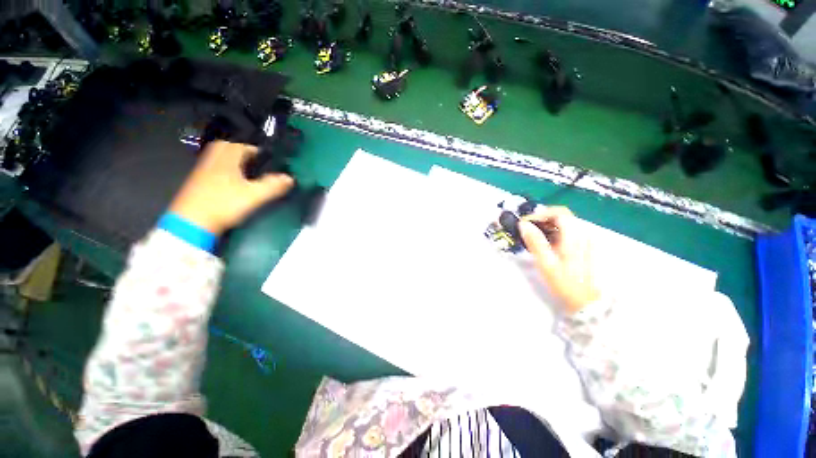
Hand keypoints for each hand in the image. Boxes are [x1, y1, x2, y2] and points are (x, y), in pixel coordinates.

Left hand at [169, 141, 294, 234]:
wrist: (192, 223)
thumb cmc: (224, 204)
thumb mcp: (254, 196)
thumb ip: (273, 186)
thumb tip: (290, 178)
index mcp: (226, 159)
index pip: (242, 146)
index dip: (257, 151)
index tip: (269, 160)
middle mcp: (212, 161)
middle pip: (226, 148)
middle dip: (242, 153)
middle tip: (256, 163)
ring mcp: (202, 172)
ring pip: (219, 159)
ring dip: (233, 162)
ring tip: (248, 173)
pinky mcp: (198, 183)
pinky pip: (214, 170)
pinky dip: (225, 172)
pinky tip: (234, 184)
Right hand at [518, 207, 599, 313]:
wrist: (585, 301)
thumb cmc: (564, 283)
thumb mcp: (546, 263)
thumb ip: (535, 242)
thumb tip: (523, 224)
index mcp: (575, 236)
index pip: (558, 213)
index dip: (539, 214)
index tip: (524, 223)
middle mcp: (583, 234)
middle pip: (561, 216)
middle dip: (541, 218)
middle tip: (526, 228)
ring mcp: (585, 240)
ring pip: (564, 223)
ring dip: (546, 225)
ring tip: (531, 235)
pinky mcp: (583, 246)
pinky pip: (566, 231)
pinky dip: (552, 232)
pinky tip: (544, 242)